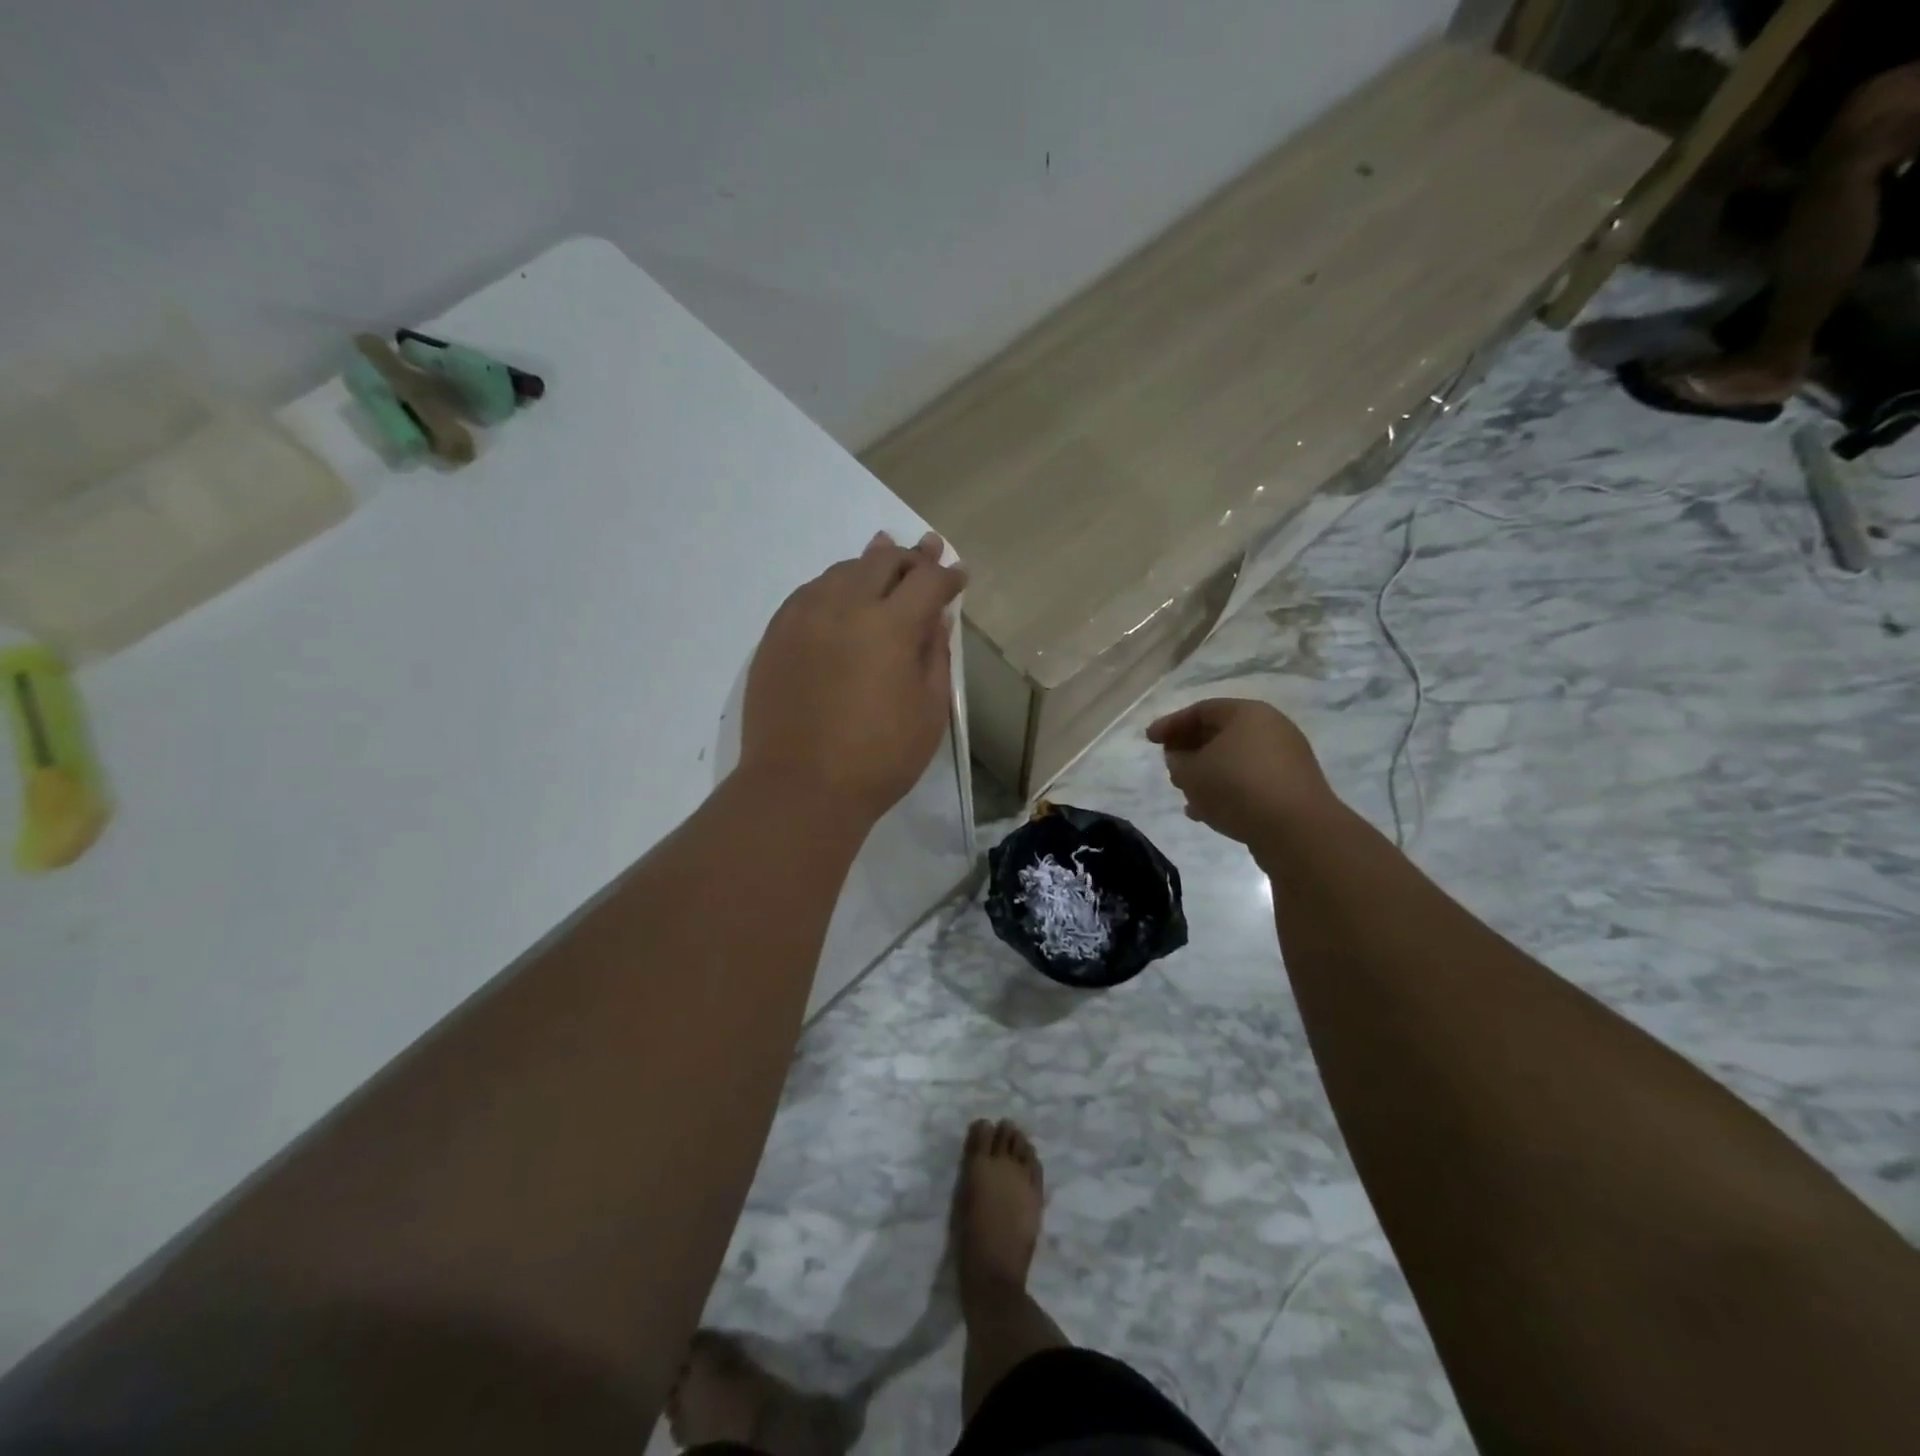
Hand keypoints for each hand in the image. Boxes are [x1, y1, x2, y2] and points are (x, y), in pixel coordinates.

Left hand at [741, 531, 965, 826]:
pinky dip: (833, 585)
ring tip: (882, 558)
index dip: (947, 575)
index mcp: (890, 626)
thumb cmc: (878, 759)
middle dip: (910, 556)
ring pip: (842, 571)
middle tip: (926, 552)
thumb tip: (935, 618)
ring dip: (869, 564)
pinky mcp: (775, 634)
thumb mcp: (928, 712)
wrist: (799, 787)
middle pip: (882, 561)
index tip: (958, 576)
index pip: (927, 582)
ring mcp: (803, 617)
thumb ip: (935, 656)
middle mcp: (844, 606)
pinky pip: (809, 592)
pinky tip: (839, 594)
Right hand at [1146, 698, 1332, 845]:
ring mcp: (1286, 759)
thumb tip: (1180, 758)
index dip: (1171, 724)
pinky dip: (1227, 790)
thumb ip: (1177, 761)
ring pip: (1235, 760)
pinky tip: (1208, 812)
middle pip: (1220, 733)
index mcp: (1247, 713)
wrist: (1297, 830)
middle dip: (1190, 749)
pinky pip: (1250, 781)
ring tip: (1186, 793)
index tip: (1149, 740)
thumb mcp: (1192, 772)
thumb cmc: (1237, 787)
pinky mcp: (1292, 787)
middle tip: (1169, 765)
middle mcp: (1271, 728)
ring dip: (1207, 774)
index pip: (1201, 710)